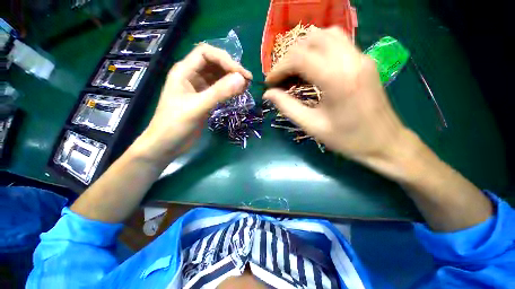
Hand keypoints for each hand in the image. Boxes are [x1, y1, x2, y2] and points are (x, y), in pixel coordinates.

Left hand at [136, 44, 251, 162]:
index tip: (241, 74)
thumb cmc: (175, 125)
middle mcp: (191, 76)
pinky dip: (229, 89)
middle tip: (247, 80)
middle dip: (231, 68)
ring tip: (245, 87)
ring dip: (231, 79)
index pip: (206, 53)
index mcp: (184, 71)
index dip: (225, 59)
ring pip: (218, 76)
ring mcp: (198, 88)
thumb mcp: (197, 107)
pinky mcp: (204, 99)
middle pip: (214, 63)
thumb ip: (219, 93)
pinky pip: (219, 89)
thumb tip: (242, 79)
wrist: (167, 145)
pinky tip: (238, 93)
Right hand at [264, 27, 414, 175]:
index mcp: (337, 79)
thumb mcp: (312, 126)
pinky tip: (312, 66)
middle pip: (311, 40)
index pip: (299, 58)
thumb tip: (268, 94)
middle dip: (289, 57)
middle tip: (281, 77)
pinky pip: (338, 41)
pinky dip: (319, 48)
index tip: (269, 82)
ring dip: (304, 49)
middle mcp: (350, 60)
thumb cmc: (347, 139)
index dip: (279, 68)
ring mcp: (361, 57)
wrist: (384, 142)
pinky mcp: (365, 60)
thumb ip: (287, 107)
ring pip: (326, 35)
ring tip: (294, 70)